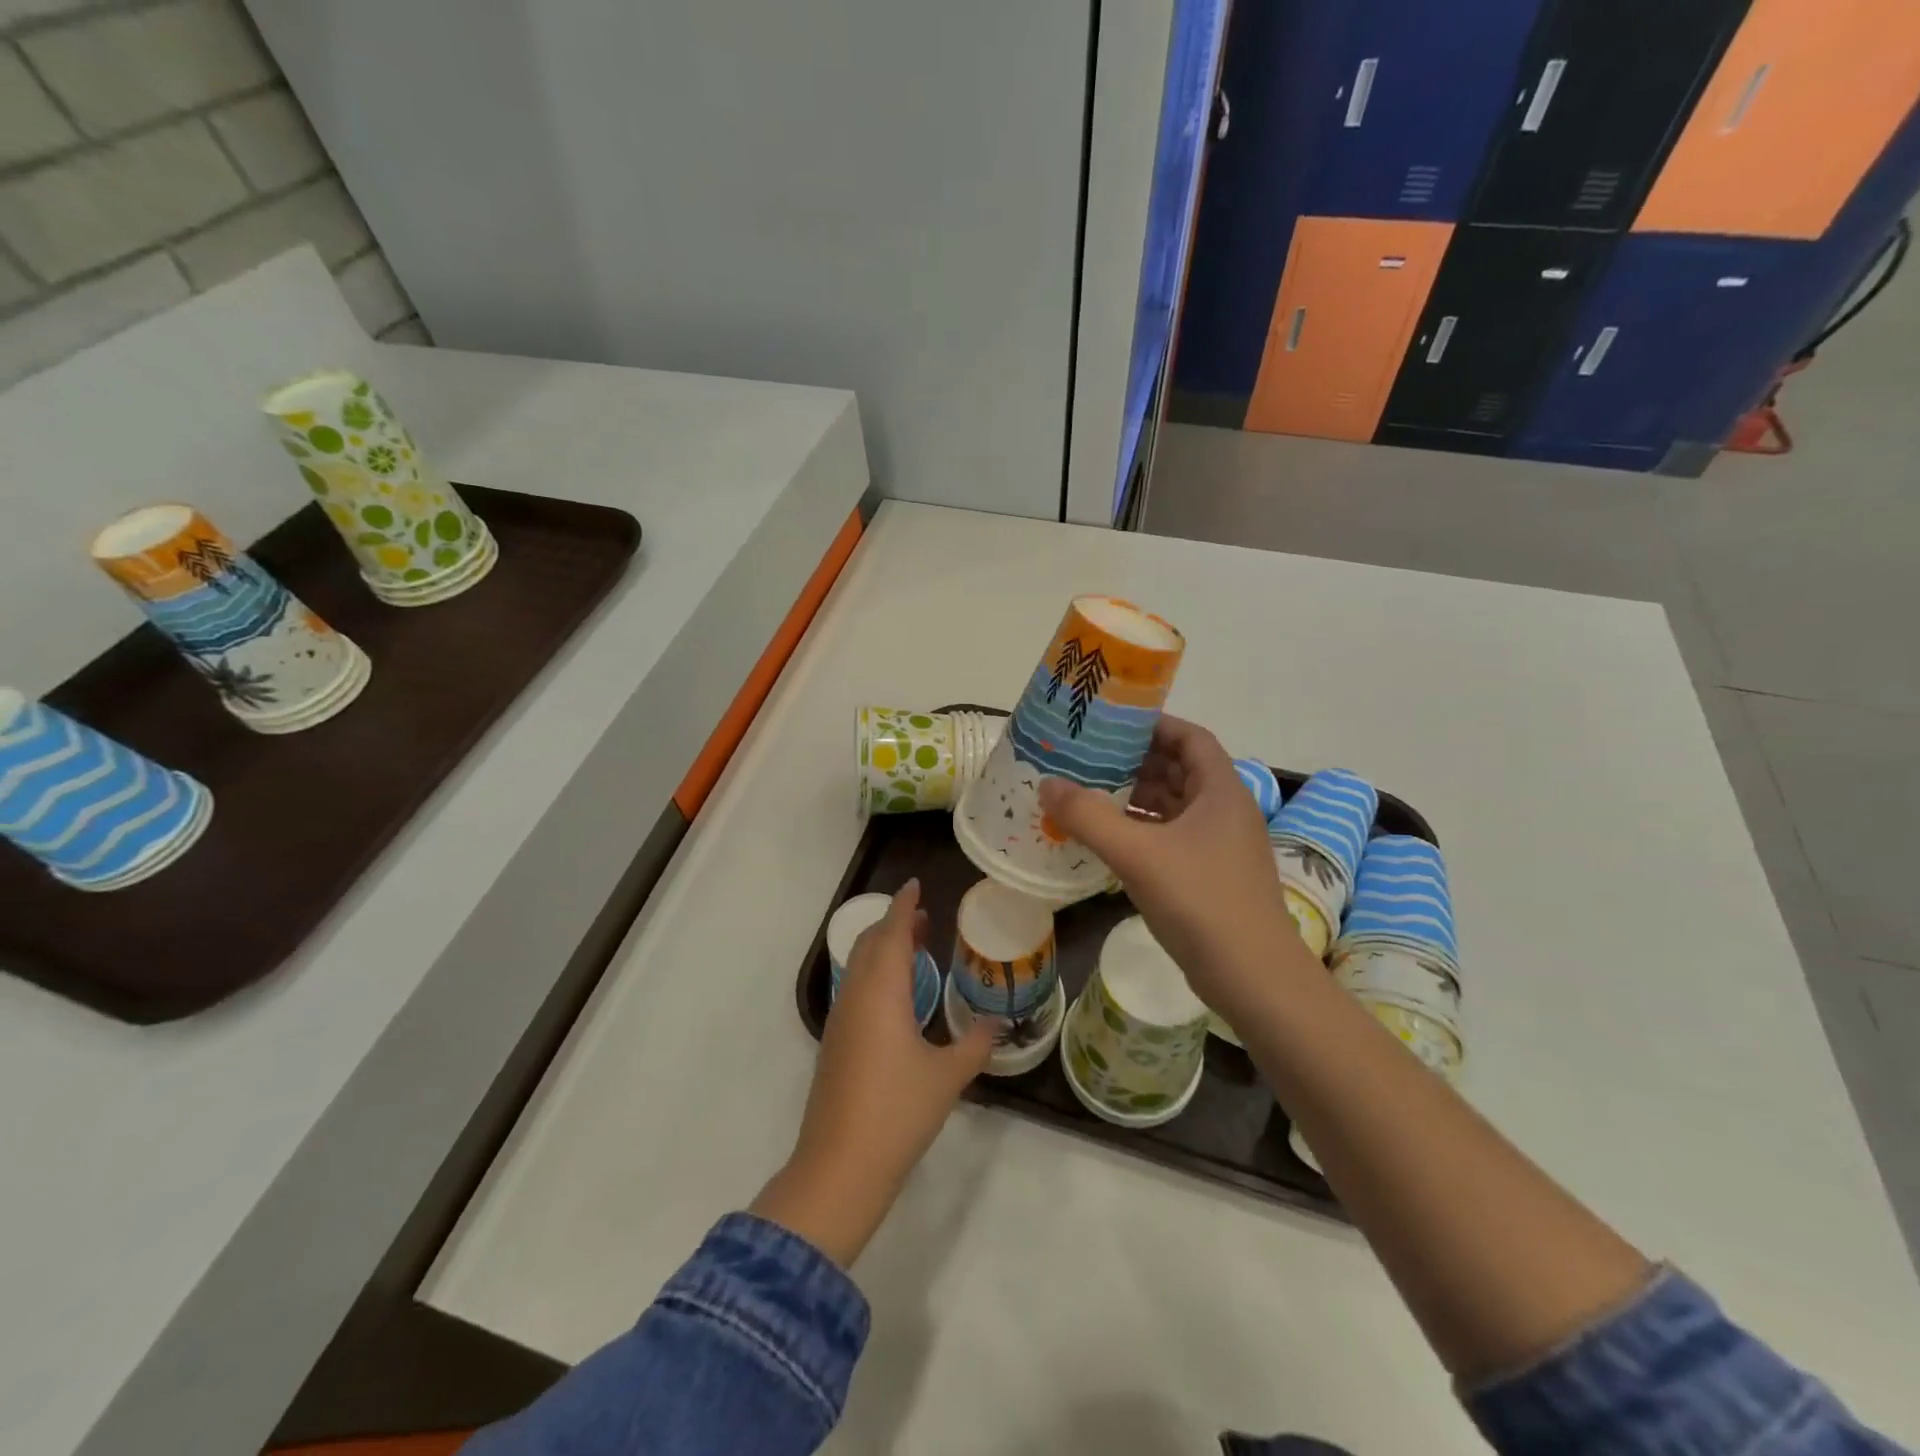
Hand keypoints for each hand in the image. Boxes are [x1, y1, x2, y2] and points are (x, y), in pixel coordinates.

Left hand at [751, 880, 995, 1264]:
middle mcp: (856, 995)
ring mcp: (841, 1018)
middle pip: (872, 943)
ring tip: (914, 948)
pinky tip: (895, 995)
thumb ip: (975, 1044)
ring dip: (884, 948)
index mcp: (882, 992)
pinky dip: (875, 973)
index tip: (916, 885)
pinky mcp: (834, 1042)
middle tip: (924, 917)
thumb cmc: (898, 1111)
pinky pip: (855, 987)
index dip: (904, 906)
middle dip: (895, 924)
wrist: (840, 1165)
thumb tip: (996, 1024)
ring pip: (860, 965)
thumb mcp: (948, 1077)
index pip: (893, 933)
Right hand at [1038, 717, 1306, 1023]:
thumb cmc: (1201, 901)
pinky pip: (1172, 839)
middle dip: (1135, 763)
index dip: (1154, 726)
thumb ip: (1089, 816)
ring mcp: (1220, 846)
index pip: (1190, 738)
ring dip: (1135, 799)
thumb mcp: (1138, 854)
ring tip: (1089, 795)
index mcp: (1220, 791)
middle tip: (1088, 759)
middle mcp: (1225, 810)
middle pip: (1179, 771)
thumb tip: (1047, 784)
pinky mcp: (1211, 876)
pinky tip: (1109, 841)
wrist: (1253, 978)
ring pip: (1174, 807)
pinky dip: (1142, 832)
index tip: (1111, 725)